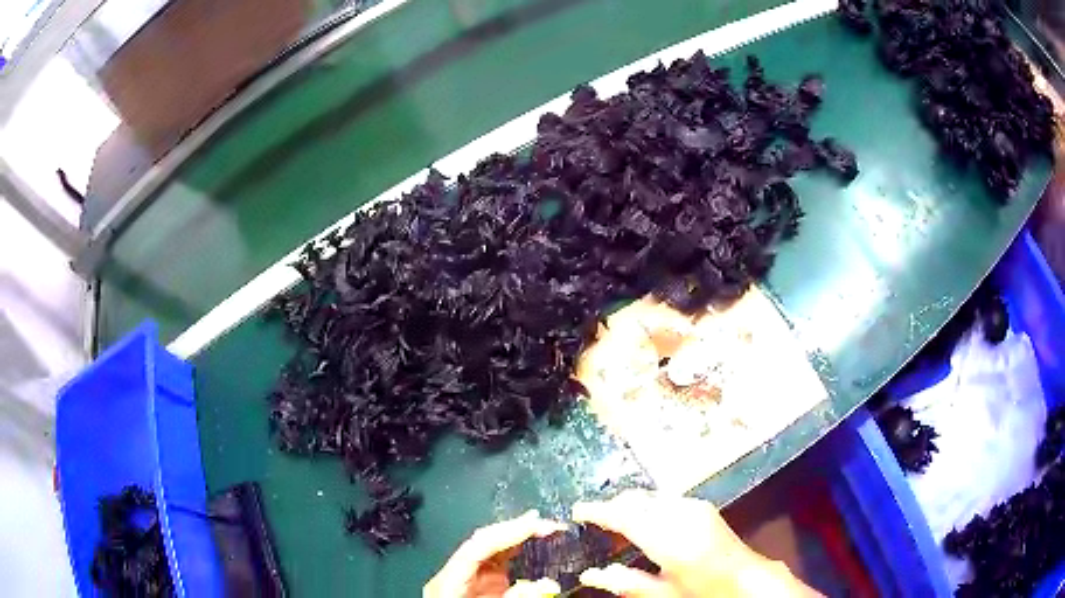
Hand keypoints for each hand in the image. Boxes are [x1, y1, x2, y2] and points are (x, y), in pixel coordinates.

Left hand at [424, 510, 567, 597]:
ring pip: (490, 550)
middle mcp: (456, 574)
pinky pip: (496, 563)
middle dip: (515, 530)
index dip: (507, 532)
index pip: (477, 546)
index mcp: (449, 580)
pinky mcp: (478, 585)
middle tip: (548, 525)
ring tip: (545, 529)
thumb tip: (549, 584)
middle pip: (483, 542)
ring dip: (518, 537)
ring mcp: (467, 579)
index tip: (536, 524)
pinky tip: (532, 545)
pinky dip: (516, 552)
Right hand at [572, 490, 819, 597]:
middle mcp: (681, 513)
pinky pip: (664, 498)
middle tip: (593, 520)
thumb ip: (626, 583)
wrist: (746, 579)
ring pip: (650, 495)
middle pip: (636, 499)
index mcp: (669, 538)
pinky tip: (643, 521)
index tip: (577, 510)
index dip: (597, 510)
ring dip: (629, 505)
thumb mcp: (663, 594)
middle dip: (612, 506)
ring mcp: (694, 506)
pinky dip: (647, 505)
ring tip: (615, 522)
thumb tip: (590, 575)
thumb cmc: (703, 591)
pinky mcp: (701, 506)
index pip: (624, 515)